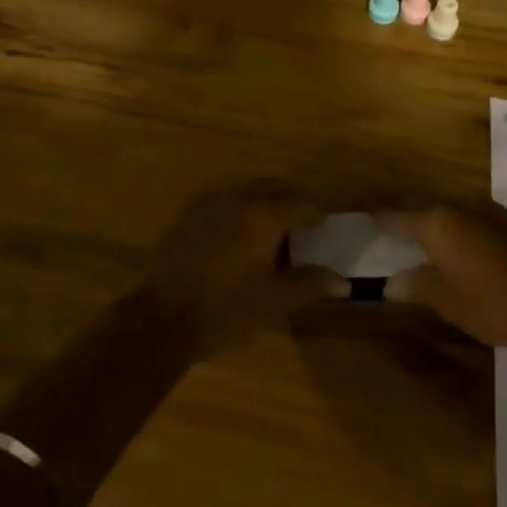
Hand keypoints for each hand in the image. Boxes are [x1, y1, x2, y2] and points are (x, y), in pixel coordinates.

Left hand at [140, 184, 345, 354]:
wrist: (162, 317)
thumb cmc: (226, 311)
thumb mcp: (273, 302)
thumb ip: (309, 285)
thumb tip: (344, 283)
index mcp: (263, 216)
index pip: (298, 201)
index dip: (314, 210)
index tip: (322, 224)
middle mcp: (238, 199)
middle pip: (272, 188)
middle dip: (289, 200)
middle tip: (300, 222)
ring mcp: (209, 204)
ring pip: (246, 192)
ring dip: (262, 202)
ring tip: (270, 229)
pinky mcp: (188, 215)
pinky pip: (223, 201)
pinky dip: (238, 209)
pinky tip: (236, 235)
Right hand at [379, 200, 506, 356]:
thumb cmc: (493, 302)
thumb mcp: (446, 301)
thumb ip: (415, 286)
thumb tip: (390, 283)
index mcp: (437, 221)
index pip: (397, 215)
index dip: (379, 218)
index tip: (363, 216)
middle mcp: (459, 206)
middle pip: (423, 209)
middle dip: (406, 220)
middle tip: (388, 233)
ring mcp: (486, 212)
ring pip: (448, 213)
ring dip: (433, 225)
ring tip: (420, 243)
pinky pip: (468, 221)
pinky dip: (456, 232)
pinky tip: (457, 251)